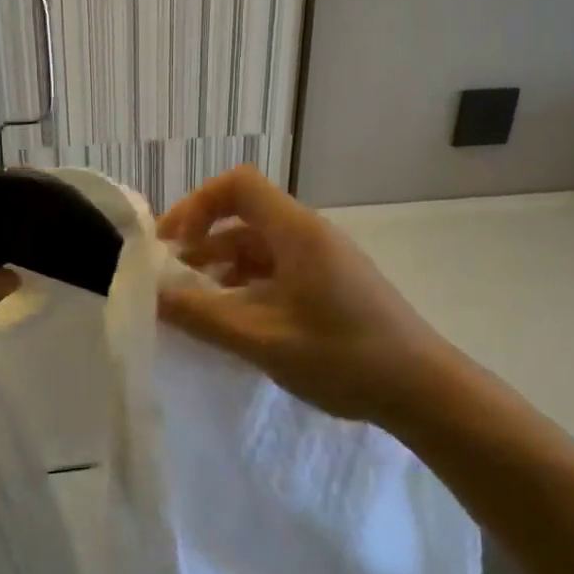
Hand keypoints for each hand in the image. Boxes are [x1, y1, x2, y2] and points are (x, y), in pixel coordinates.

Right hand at [157, 166, 450, 425]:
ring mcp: (321, 260)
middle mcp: (308, 234)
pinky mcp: (329, 284)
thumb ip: (201, 315)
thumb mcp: (261, 338)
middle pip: (243, 215)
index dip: (197, 205)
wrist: (421, 389)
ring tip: (195, 307)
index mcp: (295, 231)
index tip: (171, 244)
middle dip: (201, 242)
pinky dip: (246, 286)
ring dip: (222, 268)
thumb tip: (151, 295)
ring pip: (258, 247)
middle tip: (171, 281)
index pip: (237, 184)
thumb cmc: (342, 356)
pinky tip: (234, 322)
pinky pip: (276, 270)